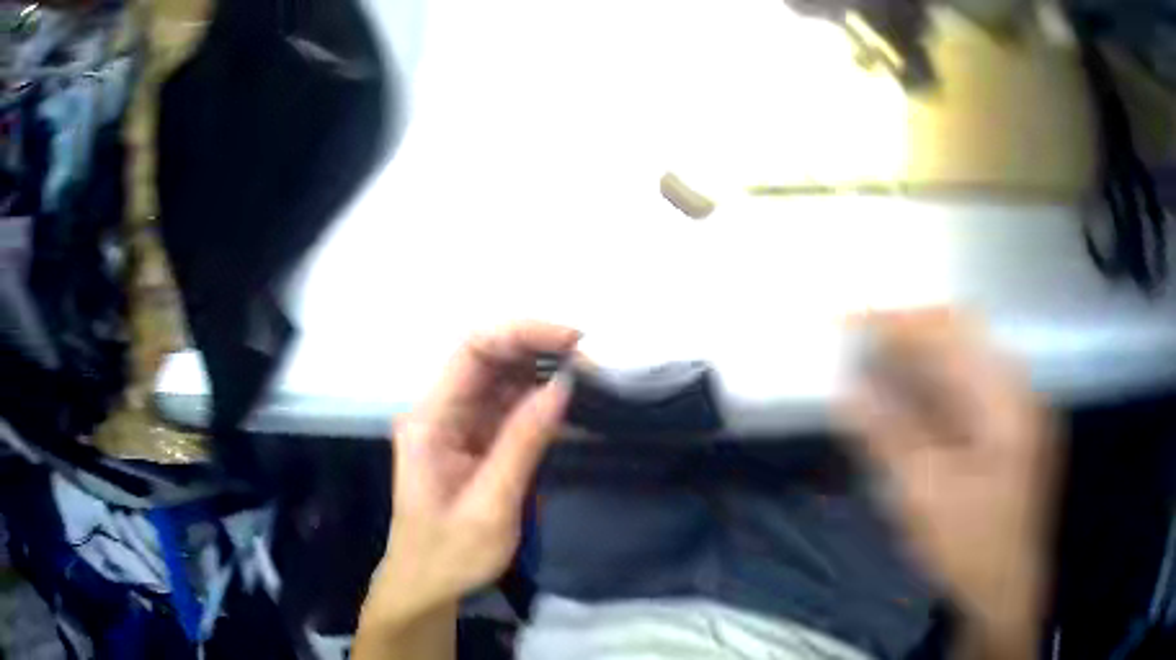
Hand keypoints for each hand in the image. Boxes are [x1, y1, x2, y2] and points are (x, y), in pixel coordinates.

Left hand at [371, 321, 579, 620]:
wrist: (426, 585)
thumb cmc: (450, 554)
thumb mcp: (491, 506)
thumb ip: (523, 443)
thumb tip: (562, 385)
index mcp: (430, 421)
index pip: (472, 351)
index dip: (521, 333)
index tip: (572, 341)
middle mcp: (440, 412)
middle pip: (488, 359)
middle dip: (538, 351)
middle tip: (591, 364)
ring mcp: (457, 425)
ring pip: (501, 381)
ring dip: (542, 374)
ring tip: (589, 380)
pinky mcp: (473, 441)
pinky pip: (507, 409)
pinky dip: (538, 403)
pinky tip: (567, 404)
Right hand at [841, 312, 1057, 645]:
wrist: (1005, 594)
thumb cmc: (971, 549)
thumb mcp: (925, 498)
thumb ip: (889, 438)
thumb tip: (847, 391)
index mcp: (1007, 400)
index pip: (951, 334)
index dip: (898, 324)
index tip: (851, 320)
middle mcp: (1017, 392)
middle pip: (961, 338)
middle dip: (908, 336)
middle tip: (860, 345)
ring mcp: (1017, 411)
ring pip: (964, 364)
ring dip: (920, 361)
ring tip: (876, 368)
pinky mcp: (1010, 431)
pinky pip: (969, 392)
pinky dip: (935, 390)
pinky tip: (910, 403)